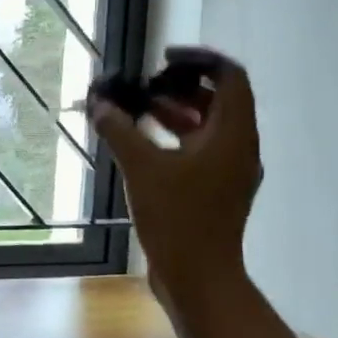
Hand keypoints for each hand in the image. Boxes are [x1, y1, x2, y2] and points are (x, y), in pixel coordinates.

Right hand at [88, 46, 263, 310]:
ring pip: (207, 126)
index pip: (230, 76)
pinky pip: (200, 150)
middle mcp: (240, 147)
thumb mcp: (142, 167)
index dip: (199, 59)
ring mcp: (231, 171)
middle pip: (218, 100)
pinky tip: (141, 144)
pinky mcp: (217, 191)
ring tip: (136, 111)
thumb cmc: (177, 217)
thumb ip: (119, 129)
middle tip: (143, 87)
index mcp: (233, 134)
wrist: (199, 279)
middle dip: (179, 87)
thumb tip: (98, 103)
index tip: (162, 59)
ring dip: (174, 113)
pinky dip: (175, 138)